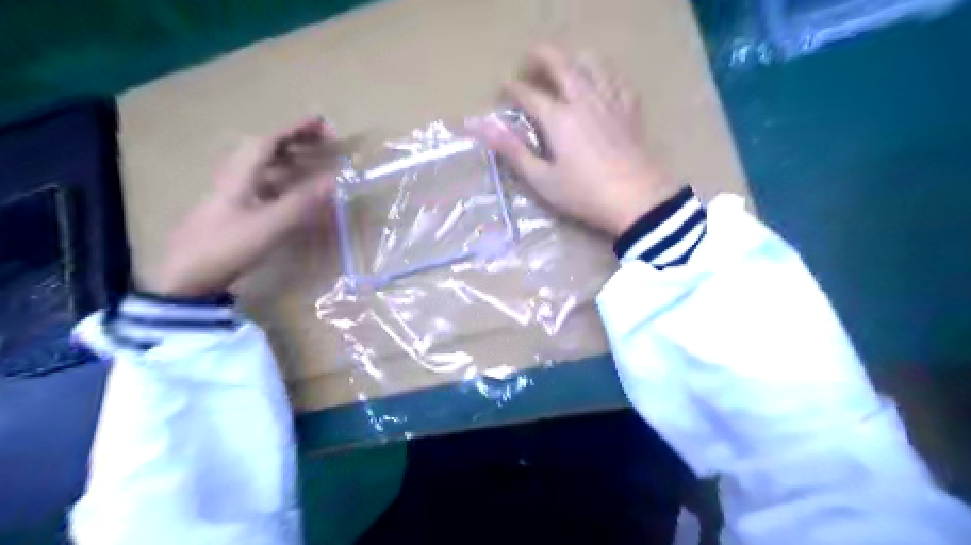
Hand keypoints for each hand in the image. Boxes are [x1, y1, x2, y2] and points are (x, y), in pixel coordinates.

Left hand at [143, 118, 338, 297]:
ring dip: (286, 161)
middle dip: (293, 142)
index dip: (295, 130)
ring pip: (260, 169)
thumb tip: (335, 180)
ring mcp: (230, 197)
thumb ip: (303, 201)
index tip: (322, 123)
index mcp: (240, 176)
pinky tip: (290, 196)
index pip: (269, 142)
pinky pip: (260, 188)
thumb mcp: (270, 224)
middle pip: (263, 150)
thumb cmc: (226, 246)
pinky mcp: (231, 214)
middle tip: (321, 143)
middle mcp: (233, 180)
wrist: (185, 279)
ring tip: (311, 164)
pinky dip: (280, 184)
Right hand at [471, 46, 681, 238]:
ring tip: (564, 65)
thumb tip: (483, 128)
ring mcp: (610, 101)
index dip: (512, 88)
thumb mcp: (542, 180)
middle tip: (529, 63)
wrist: (637, 200)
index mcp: (558, 118)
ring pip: (592, 63)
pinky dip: (604, 74)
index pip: (529, 93)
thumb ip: (513, 151)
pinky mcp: (630, 110)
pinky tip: (601, 82)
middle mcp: (583, 100)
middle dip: (541, 57)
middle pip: (560, 63)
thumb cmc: (584, 194)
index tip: (504, 89)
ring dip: (573, 58)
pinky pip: (617, 79)